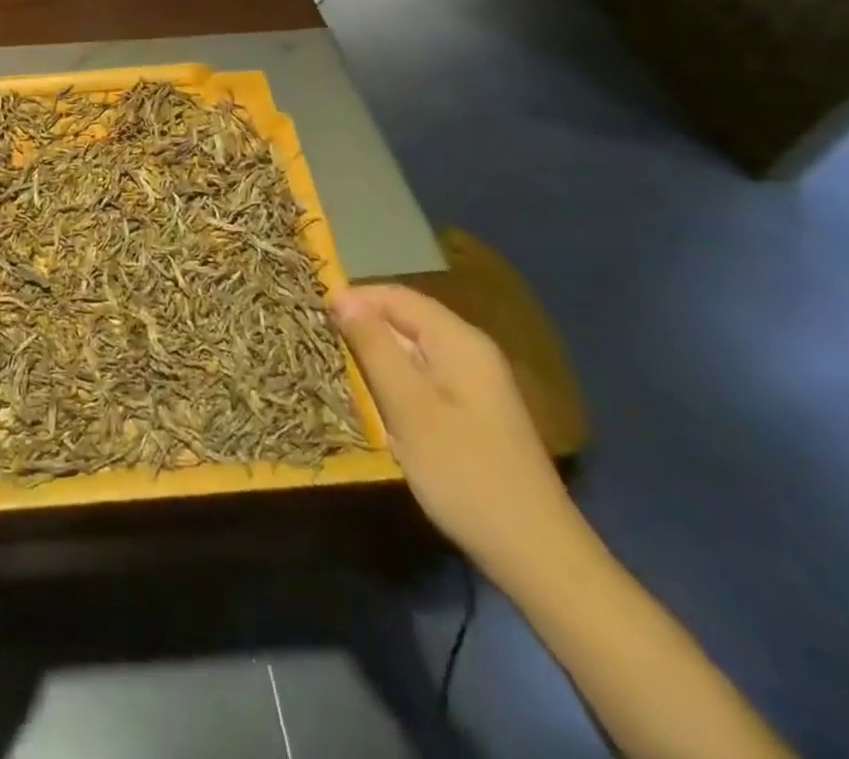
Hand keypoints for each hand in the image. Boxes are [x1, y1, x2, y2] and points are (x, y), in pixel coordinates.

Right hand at [331, 284, 579, 579]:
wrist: (535, 552)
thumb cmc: (463, 471)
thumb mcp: (408, 406)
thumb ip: (373, 346)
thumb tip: (342, 298)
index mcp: (459, 340)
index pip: (396, 295)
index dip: (353, 298)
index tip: (313, 314)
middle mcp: (470, 350)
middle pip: (405, 318)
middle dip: (362, 324)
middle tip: (320, 342)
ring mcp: (475, 381)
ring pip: (412, 347)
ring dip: (375, 353)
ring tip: (339, 368)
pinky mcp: (473, 409)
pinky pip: (423, 374)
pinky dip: (394, 377)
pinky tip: (376, 400)